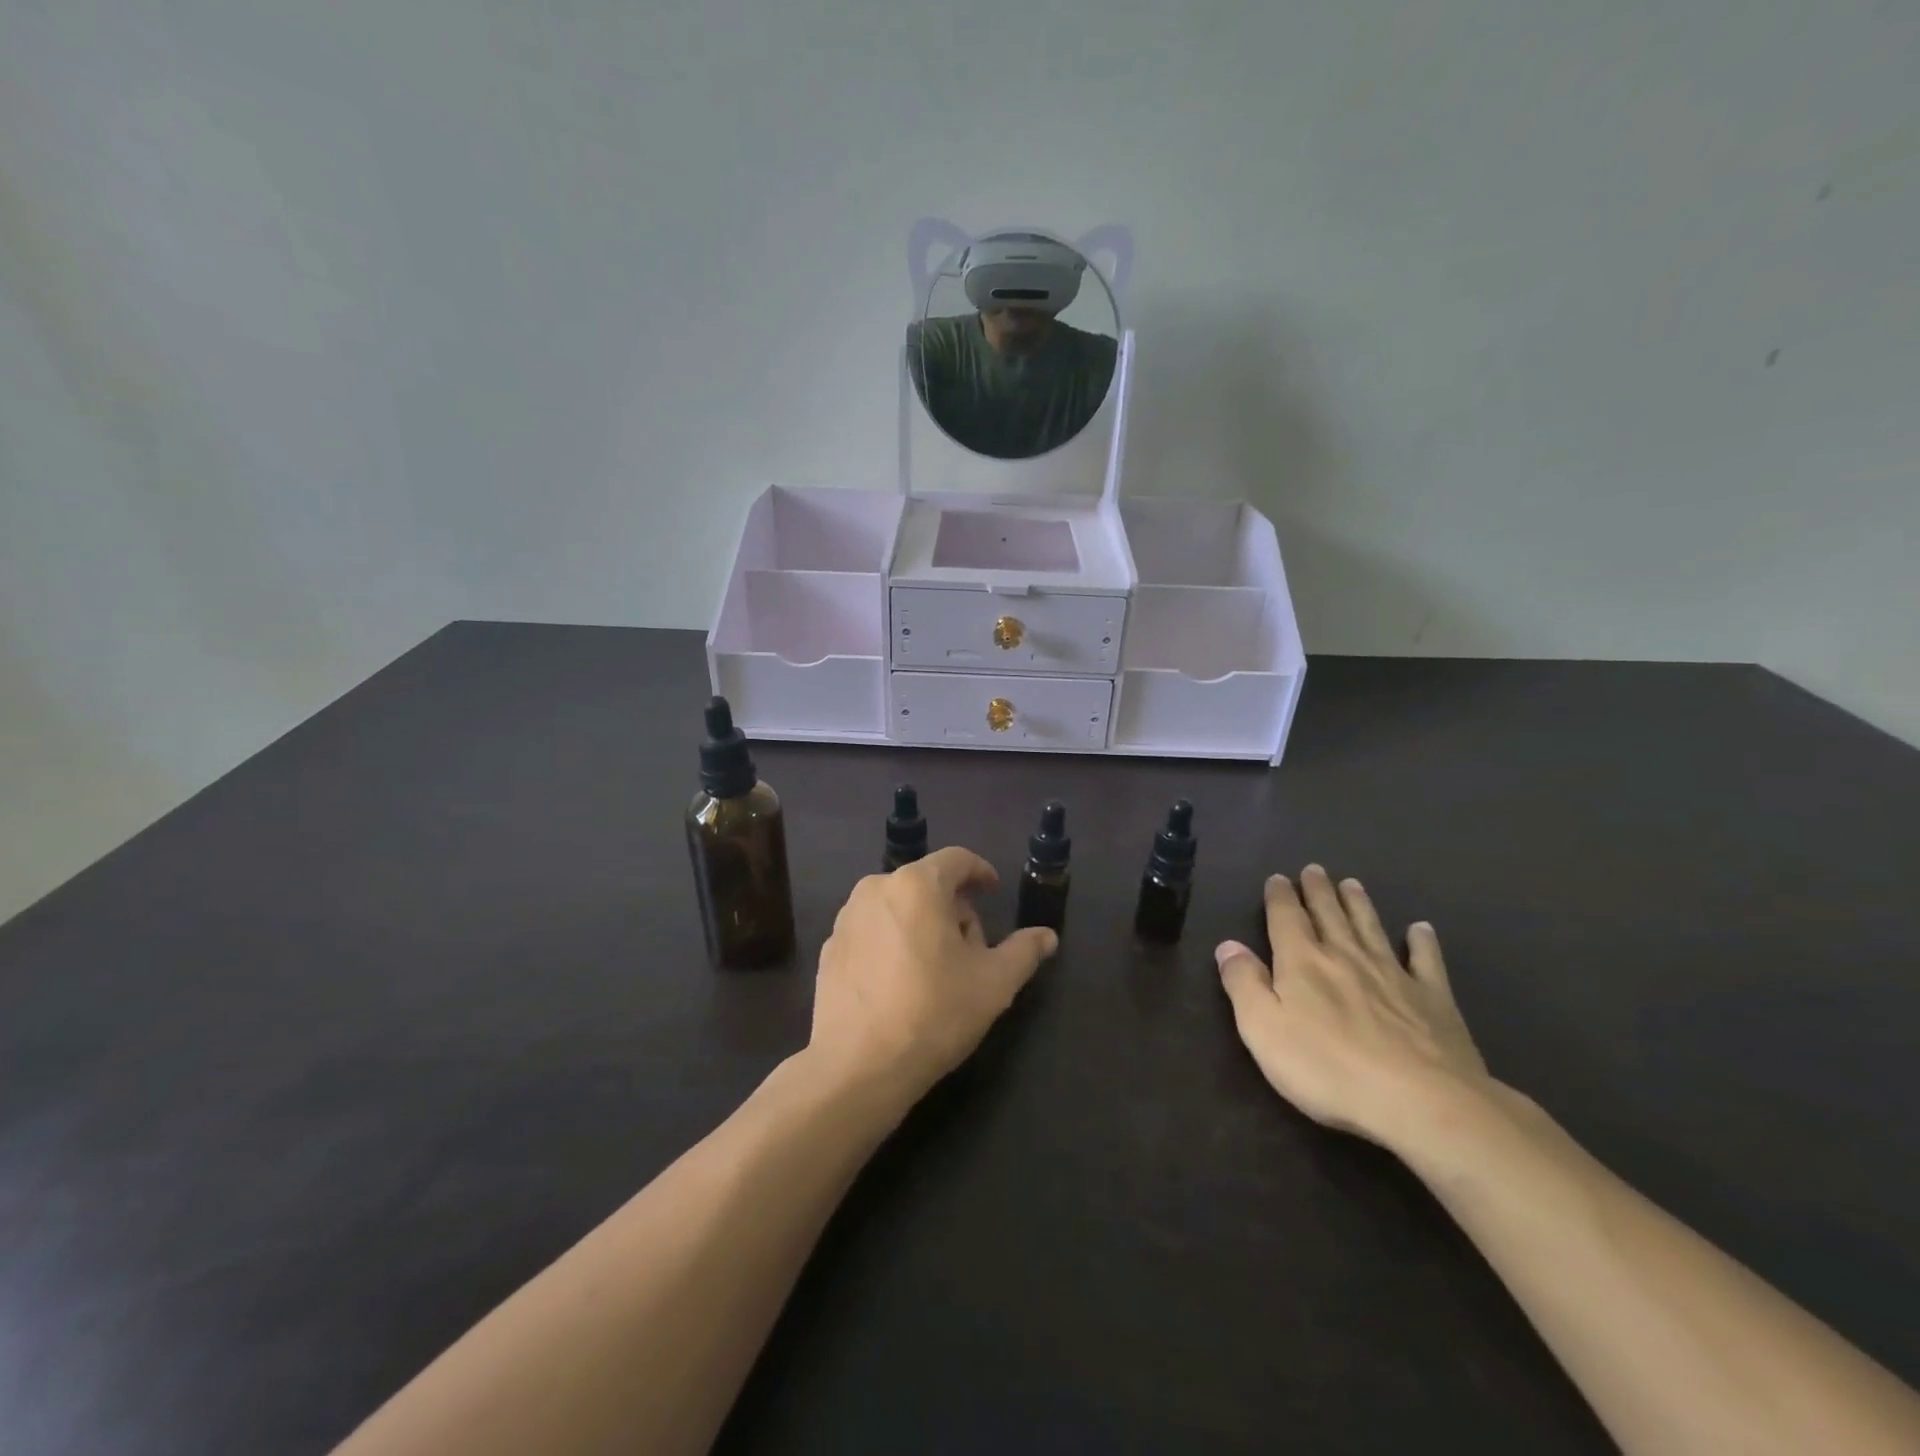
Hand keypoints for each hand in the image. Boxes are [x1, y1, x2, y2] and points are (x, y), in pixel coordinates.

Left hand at [808, 847, 1057, 1104]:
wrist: (856, 1066)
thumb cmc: (933, 1013)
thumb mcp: (994, 983)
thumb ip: (1024, 951)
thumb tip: (1047, 936)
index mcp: (917, 884)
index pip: (957, 859)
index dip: (981, 872)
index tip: (994, 892)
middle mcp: (877, 888)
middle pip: (927, 884)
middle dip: (954, 908)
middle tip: (971, 949)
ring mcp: (847, 918)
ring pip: (898, 906)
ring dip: (922, 924)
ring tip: (937, 970)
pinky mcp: (829, 947)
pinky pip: (872, 930)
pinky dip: (892, 942)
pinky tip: (901, 983)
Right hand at [1216, 865, 1490, 1149]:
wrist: (1421, 1101)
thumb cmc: (1328, 1068)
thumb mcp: (1263, 1029)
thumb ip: (1243, 983)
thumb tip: (1228, 945)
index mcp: (1302, 961)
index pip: (1286, 918)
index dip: (1280, 897)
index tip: (1278, 878)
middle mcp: (1345, 956)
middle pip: (1328, 914)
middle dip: (1318, 891)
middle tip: (1314, 870)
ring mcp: (1393, 974)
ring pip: (1371, 928)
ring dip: (1359, 904)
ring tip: (1352, 883)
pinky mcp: (1433, 1000)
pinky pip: (1426, 961)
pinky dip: (1422, 942)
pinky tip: (1420, 929)